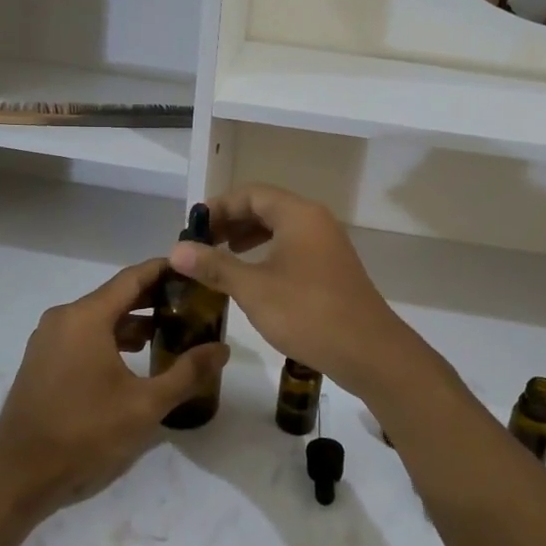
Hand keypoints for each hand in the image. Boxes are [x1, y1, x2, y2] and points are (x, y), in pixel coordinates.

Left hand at [0, 259, 229, 523]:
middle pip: (116, 295)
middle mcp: (64, 317)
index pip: (133, 277)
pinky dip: (111, 337)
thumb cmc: (84, 434)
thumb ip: (187, 373)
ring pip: (99, 317)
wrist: (18, 476)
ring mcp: (49, 339)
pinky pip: (83, 335)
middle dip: (154, 298)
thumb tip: (222, 349)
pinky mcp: (42, 360)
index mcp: (86, 317)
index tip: (194, 269)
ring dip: (133, 321)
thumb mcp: (144, 406)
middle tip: (192, 304)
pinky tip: (134, 357)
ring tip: (170, 331)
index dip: (165, 270)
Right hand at [168, 185, 422, 400]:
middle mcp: (315, 220)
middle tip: (202, 243)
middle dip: (231, 221)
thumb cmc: (308, 313)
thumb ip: (215, 266)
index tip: (193, 227)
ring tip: (222, 255)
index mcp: (298, 214)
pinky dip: (268, 252)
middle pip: (266, 207)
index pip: (251, 193)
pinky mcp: (332, 267)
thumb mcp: (253, 289)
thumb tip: (176, 249)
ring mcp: (327, 244)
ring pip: (281, 227)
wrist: (369, 351)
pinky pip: (293, 246)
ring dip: (249, 237)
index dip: (219, 206)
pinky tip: (253, 276)